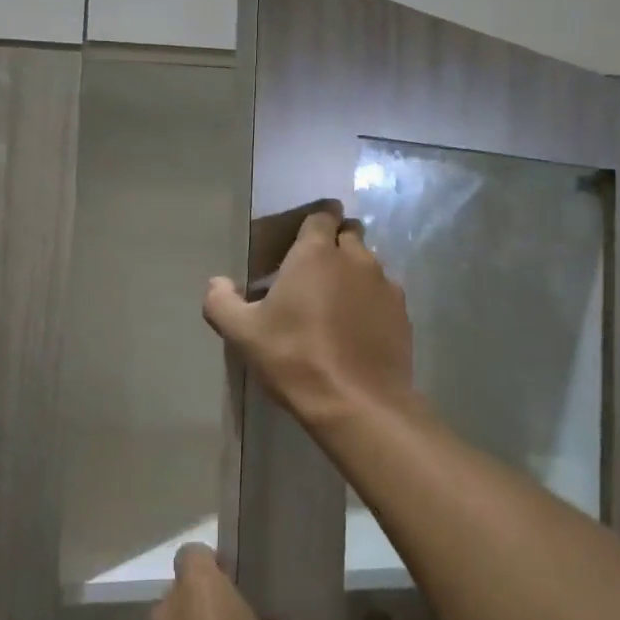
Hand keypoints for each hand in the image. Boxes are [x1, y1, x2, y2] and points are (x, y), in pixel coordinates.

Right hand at [203, 203, 415, 426]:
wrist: (357, 403)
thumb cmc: (295, 358)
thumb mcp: (243, 334)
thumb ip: (221, 302)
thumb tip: (217, 283)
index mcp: (316, 253)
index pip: (321, 215)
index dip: (312, 226)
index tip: (299, 246)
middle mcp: (356, 258)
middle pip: (349, 234)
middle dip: (334, 245)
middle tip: (313, 274)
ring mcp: (385, 284)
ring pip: (369, 264)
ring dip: (353, 273)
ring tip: (336, 304)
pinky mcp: (403, 313)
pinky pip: (384, 293)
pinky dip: (371, 301)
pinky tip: (358, 329)